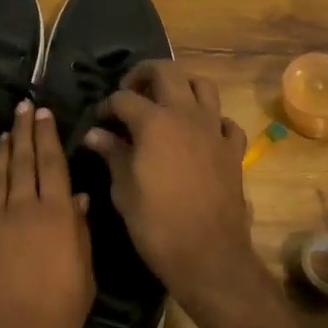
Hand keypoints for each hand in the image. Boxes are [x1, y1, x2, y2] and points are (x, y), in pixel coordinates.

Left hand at [0, 100, 95, 327]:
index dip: (48, 137)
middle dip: (24, 131)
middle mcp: (23, 209)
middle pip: (23, 161)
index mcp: (56, 217)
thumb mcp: (83, 282)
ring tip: (7, 130)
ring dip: (4, 150)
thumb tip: (79, 201)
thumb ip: (80, 236)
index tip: (45, 113)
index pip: (53, 165)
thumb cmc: (53, 324)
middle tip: (24, 106)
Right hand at [83, 61, 258, 311]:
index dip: (107, 106)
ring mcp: (214, 130)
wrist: (207, 255)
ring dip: (182, 86)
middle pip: (167, 72)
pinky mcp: (233, 150)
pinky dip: (212, 120)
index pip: (124, 98)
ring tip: (167, 102)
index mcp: (154, 121)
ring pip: (203, 86)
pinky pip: (225, 122)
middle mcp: (186, 115)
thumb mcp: (123, 189)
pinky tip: (200, 133)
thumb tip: (95, 134)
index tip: (98, 120)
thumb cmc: (156, 223)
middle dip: (144, 74)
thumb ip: (112, 154)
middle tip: (131, 91)